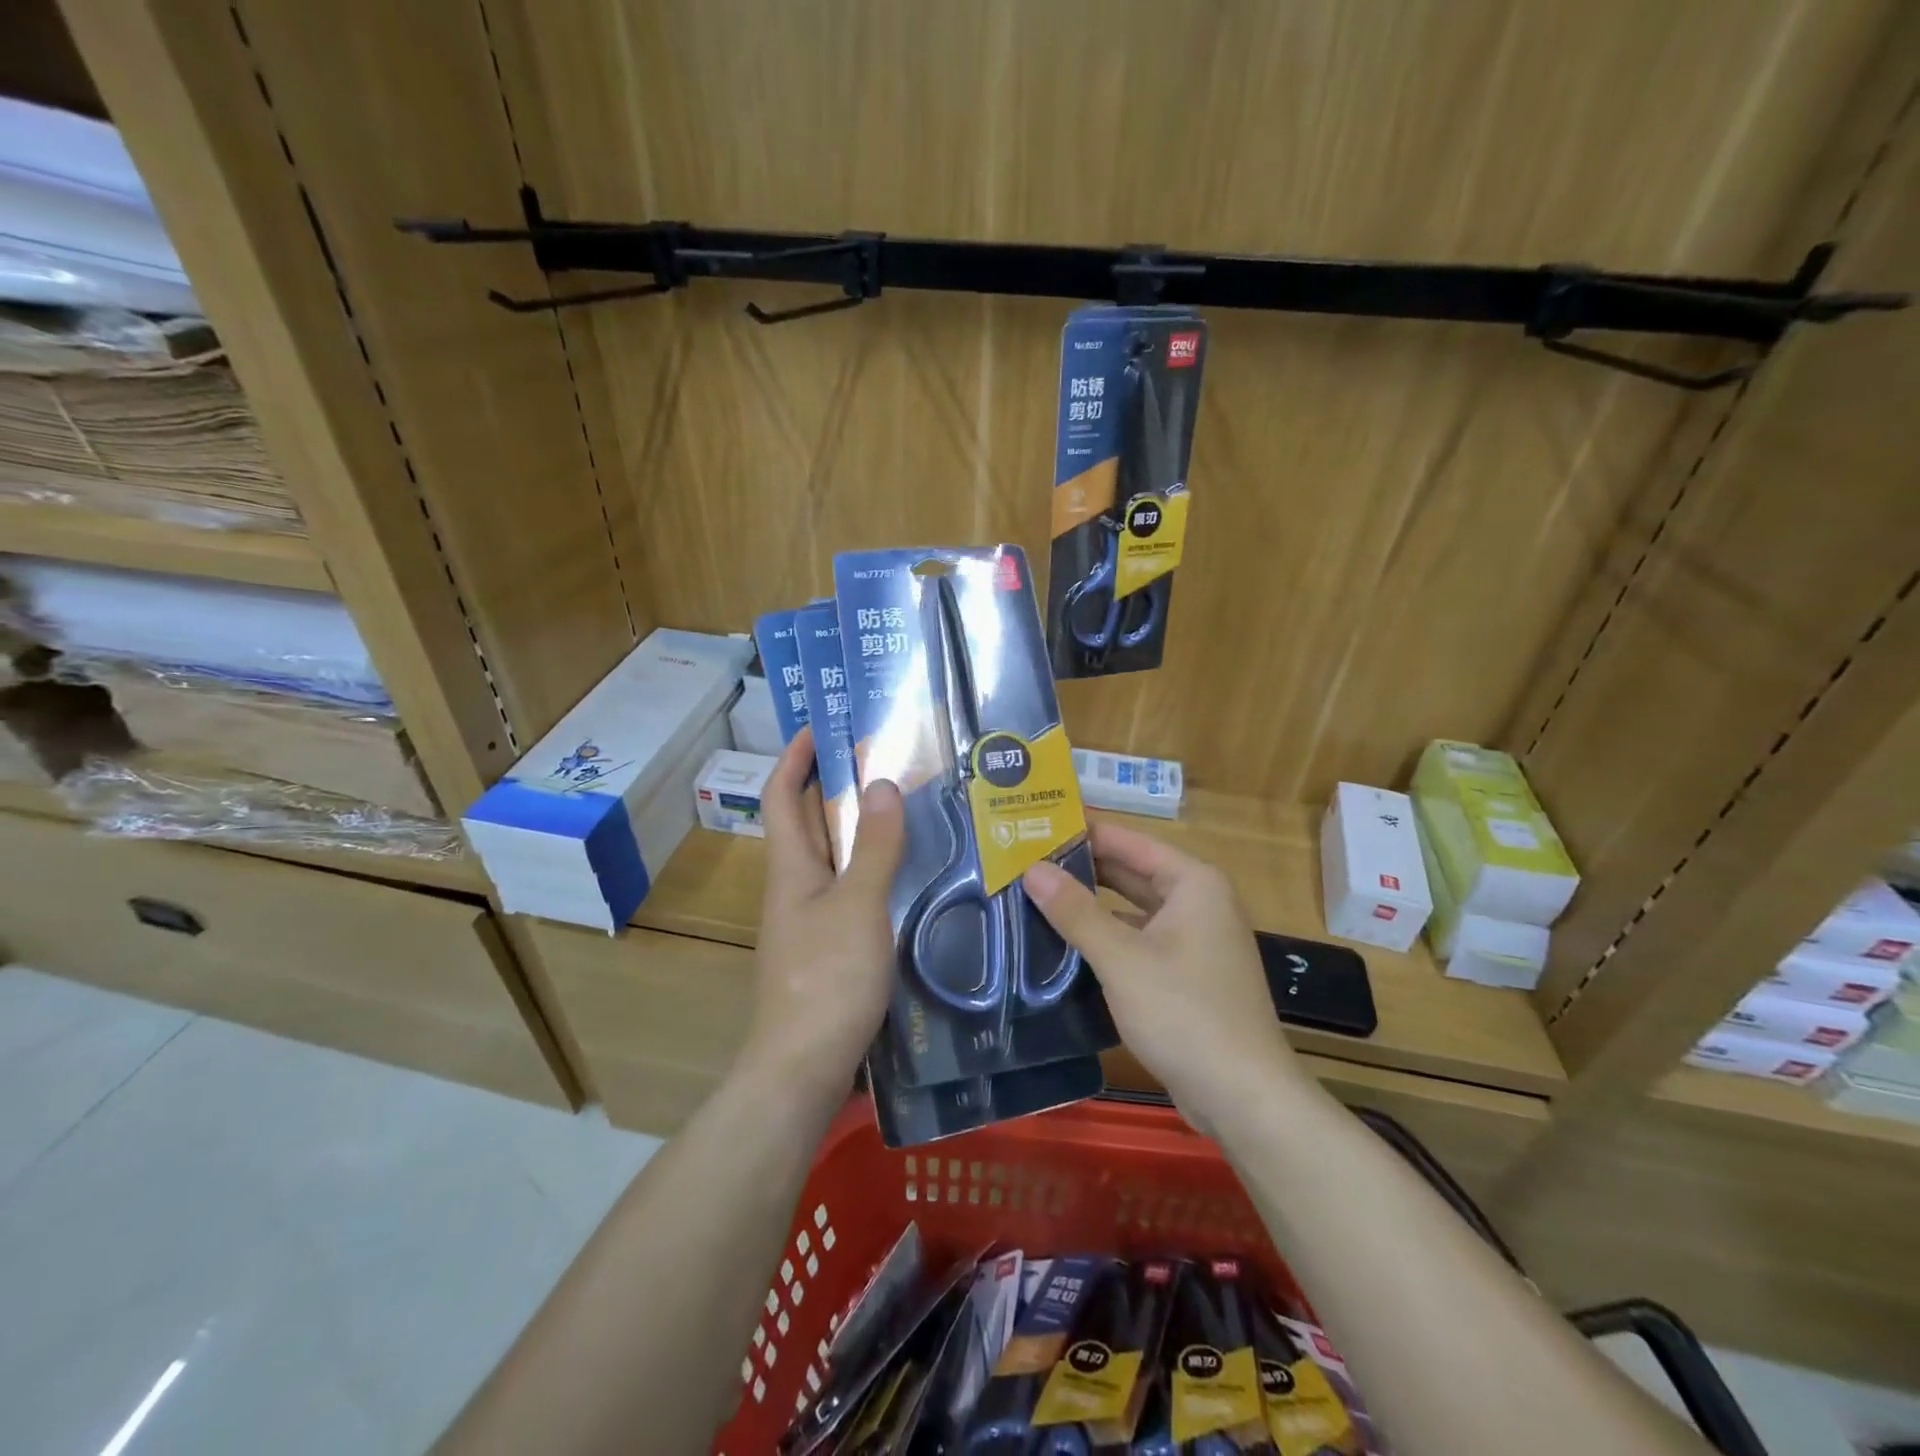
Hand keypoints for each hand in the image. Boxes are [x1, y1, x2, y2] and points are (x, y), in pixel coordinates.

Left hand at [742, 728, 904, 1093]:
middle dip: (834, 785)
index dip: (795, 756)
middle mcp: (794, 887)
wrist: (803, 1068)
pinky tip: (908, 873)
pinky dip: (872, 869)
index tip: (822, 726)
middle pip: (808, 822)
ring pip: (832, 858)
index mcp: (791, 867)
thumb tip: (882, 782)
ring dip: (858, 828)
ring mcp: (810, 920)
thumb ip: (875, 846)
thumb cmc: (827, 979)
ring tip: (905, 807)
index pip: (782, 795)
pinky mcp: (829, 948)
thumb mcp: (858, 905)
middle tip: (883, 759)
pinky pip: (849, 890)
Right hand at [1023, 822, 1301, 1125]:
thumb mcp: (1121, 959)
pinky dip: (1107, 937)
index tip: (1037, 826)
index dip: (1083, 833)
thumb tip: (1032, 869)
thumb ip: (1075, 911)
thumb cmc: (1184, 1012)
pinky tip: (1067, 943)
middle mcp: (1198, 902)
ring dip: (1091, 905)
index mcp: (1193, 883)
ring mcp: (1195, 940)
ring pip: (1133, 910)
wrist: (1244, 1098)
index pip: (1129, 841)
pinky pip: (1140, 941)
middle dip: (1082, 868)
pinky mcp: (1187, 975)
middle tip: (1026, 861)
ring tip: (1037, 896)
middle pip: (1132, 872)